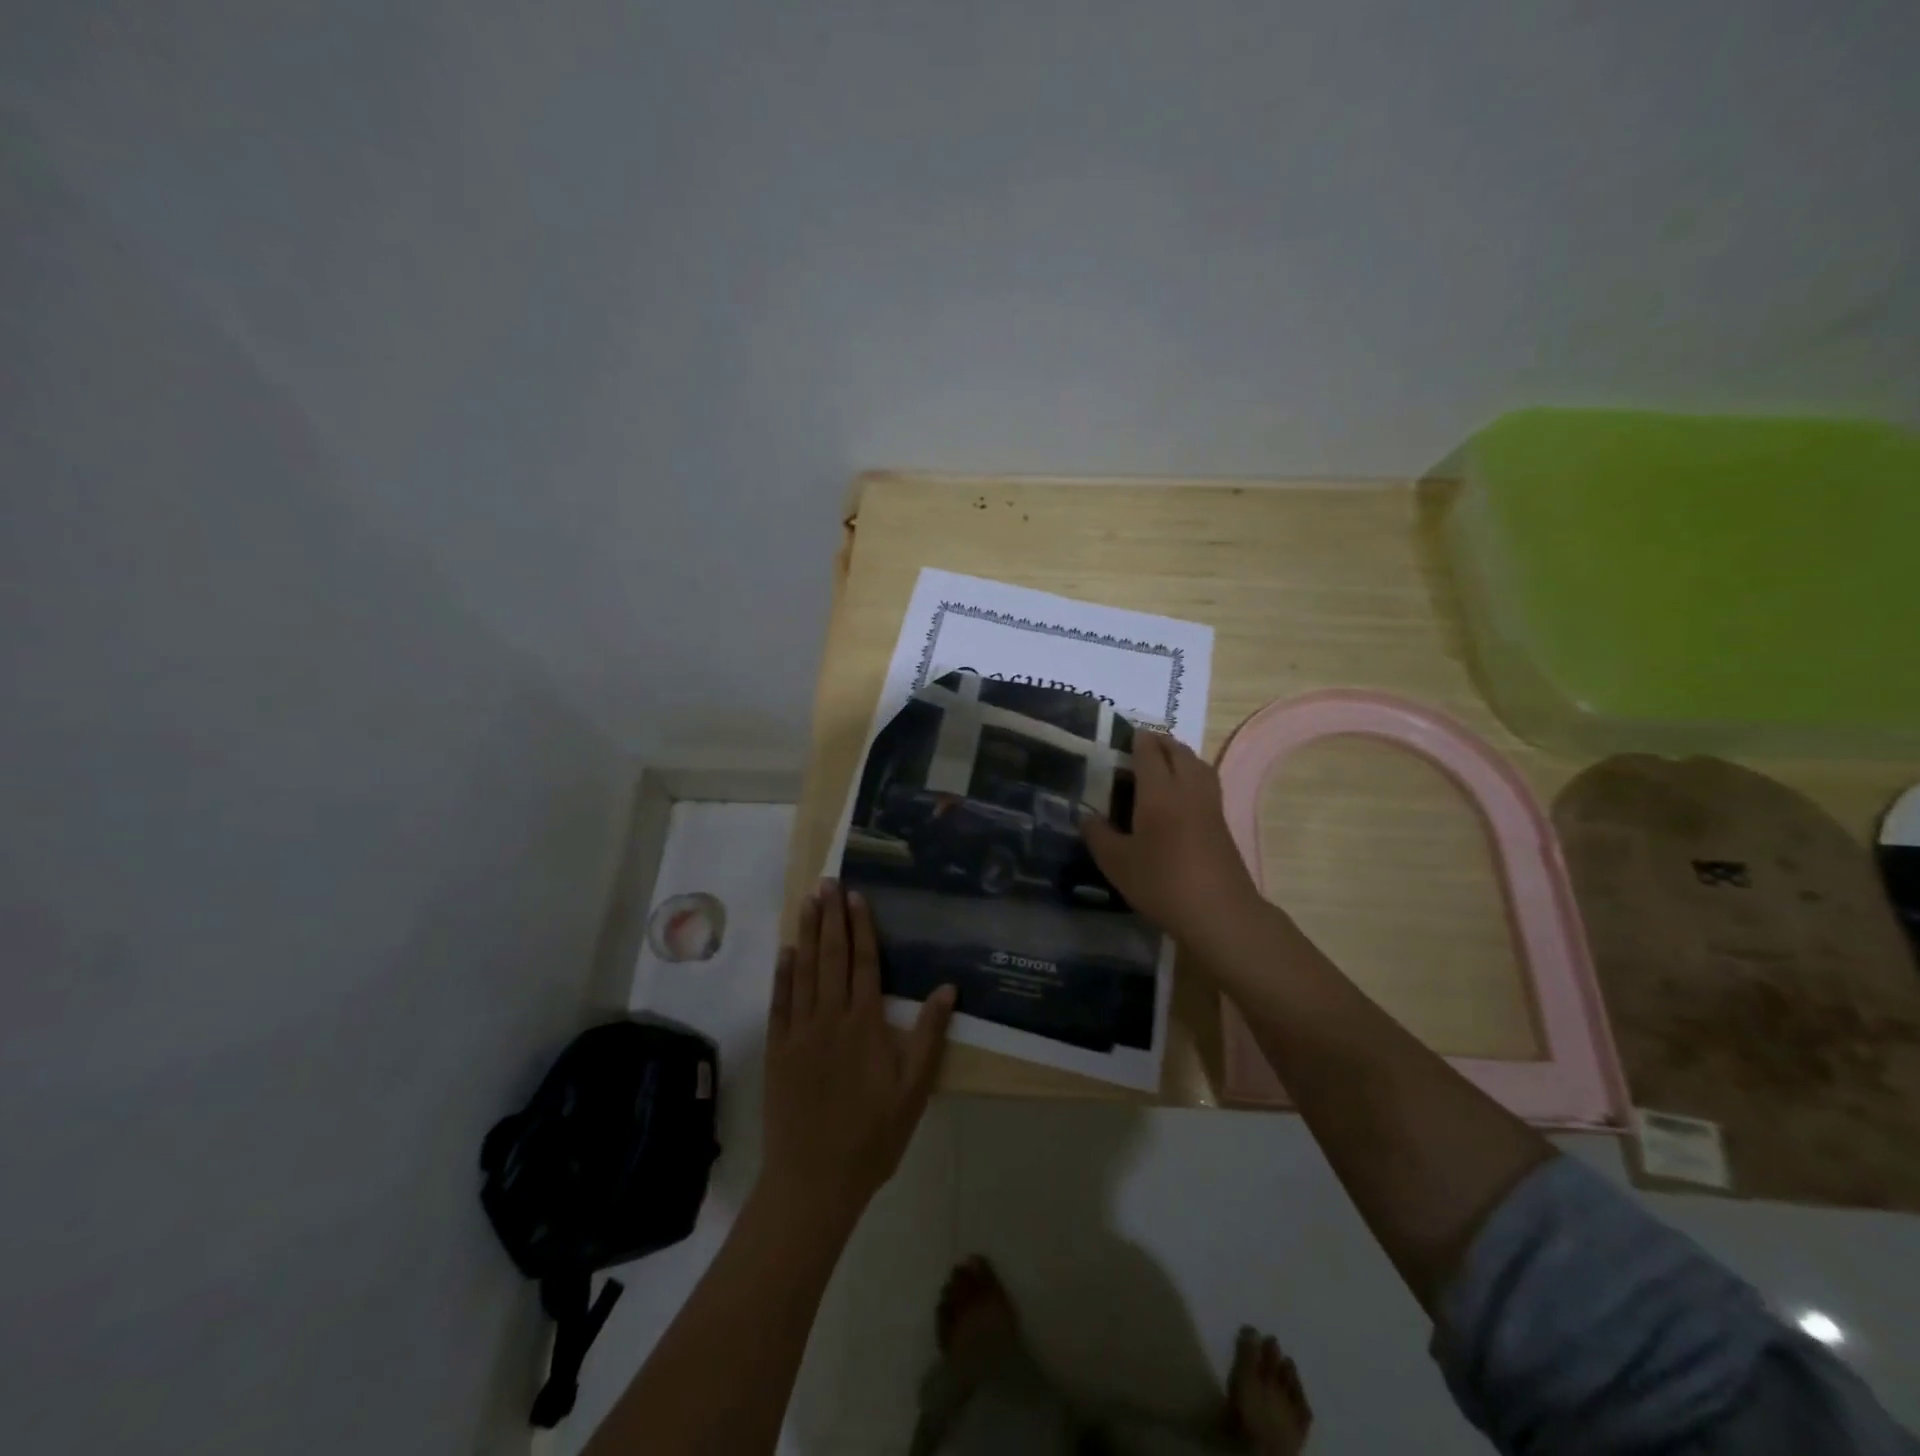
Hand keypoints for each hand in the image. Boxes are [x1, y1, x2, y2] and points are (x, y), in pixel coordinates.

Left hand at [759, 881, 955, 1223]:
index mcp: (865, 1024)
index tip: (856, 896)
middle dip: (830, 916)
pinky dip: (782, 974)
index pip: (864, 963)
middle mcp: (830, 1018)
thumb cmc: (873, 1135)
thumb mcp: (914, 1090)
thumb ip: (929, 1036)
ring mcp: (799, 1032)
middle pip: (831, 956)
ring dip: (805, 933)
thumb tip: (947, 987)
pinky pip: (780, 1002)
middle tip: (828, 882)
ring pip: (803, 971)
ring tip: (807, 901)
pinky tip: (785, 951)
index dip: (861, 927)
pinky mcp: (778, 1049)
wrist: (814, 1180)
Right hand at [1081, 732, 1267, 950]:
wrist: (1219, 912)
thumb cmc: (1162, 882)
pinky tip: (1182, 791)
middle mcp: (1187, 788)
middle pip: (1177, 751)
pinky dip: (1193, 772)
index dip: (1137, 740)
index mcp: (1159, 792)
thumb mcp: (1117, 862)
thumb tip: (1086, 816)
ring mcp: (1210, 804)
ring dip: (1180, 754)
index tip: (1124, 734)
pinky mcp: (1222, 821)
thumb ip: (1098, 835)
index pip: (1148, 753)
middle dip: (1159, 742)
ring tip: (1163, 760)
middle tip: (1140, 745)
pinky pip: (1206, 781)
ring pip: (1197, 764)